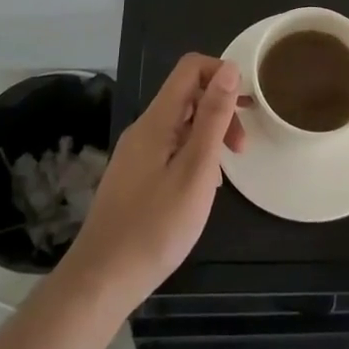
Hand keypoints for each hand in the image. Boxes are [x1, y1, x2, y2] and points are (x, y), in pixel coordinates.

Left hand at [64, 54, 245, 306]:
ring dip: (209, 136)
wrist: (101, 281)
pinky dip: (193, 156)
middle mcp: (144, 128)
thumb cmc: (156, 227)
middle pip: (188, 94)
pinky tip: (201, 189)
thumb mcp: (196, 170)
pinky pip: (170, 148)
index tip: (246, 105)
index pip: (190, 68)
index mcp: (157, 120)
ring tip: (224, 175)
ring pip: (181, 123)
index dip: (222, 74)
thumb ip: (213, 117)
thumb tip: (229, 68)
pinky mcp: (135, 176)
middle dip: (221, 110)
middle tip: (242, 148)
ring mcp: (136, 153)